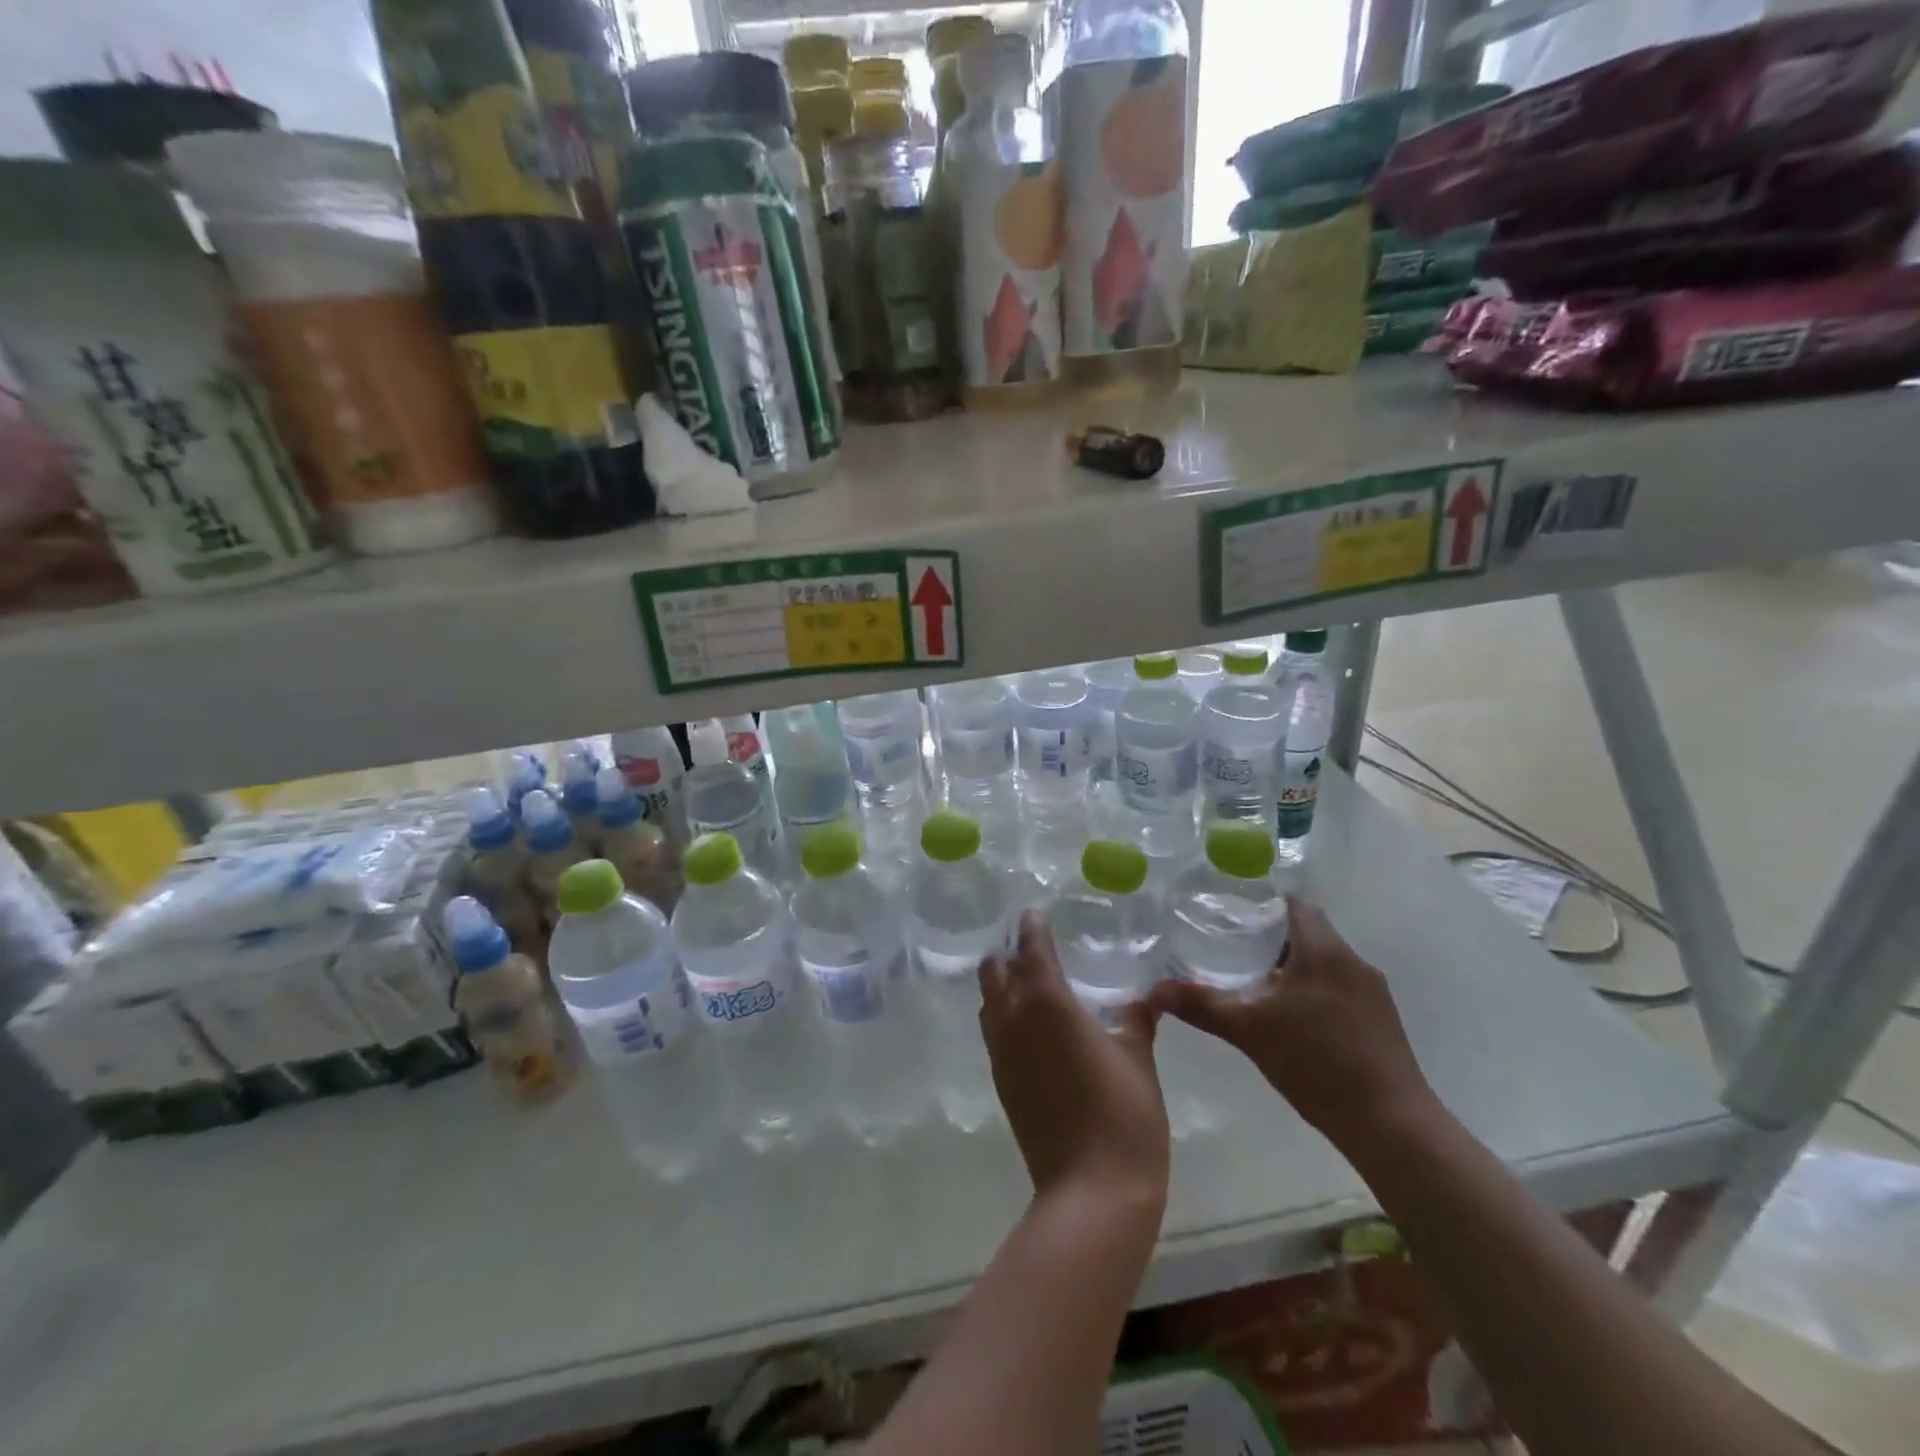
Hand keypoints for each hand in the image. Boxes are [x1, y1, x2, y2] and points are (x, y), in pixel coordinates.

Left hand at [980, 912, 1170, 1213]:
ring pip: (989, 1002)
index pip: (1031, 950)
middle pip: (994, 971)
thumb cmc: (1123, 1115)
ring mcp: (1001, 1053)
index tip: (1034, 913)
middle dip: (1008, 952)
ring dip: (1002, 983)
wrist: (1091, 1191)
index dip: (1031, 928)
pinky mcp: (1001, 1082)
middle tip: (1031, 945)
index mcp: (1047, 1003)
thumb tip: (1147, 997)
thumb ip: (1135, 1020)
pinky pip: (994, 1032)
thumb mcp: (1138, 1058)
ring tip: (1029, 979)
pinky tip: (1030, 1024)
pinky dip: (1004, 1015)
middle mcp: (1014, 1020)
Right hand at [1147, 895, 1433, 1146]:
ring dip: (1293, 966)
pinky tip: (1291, 1018)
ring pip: (1325, 961)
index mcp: (1324, 951)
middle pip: (1309, 931)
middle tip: (1232, 948)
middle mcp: (1353, 961)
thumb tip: (1153, 989)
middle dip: (1272, 937)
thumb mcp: (1249, 1031)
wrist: (1391, 1124)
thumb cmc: (1316, 1063)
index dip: (1263, 903)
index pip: (1295, 904)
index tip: (1232, 913)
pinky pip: (1340, 987)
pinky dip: (1313, 990)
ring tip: (1255, 982)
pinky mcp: (1382, 1020)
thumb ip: (1202, 1005)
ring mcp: (1373, 992)